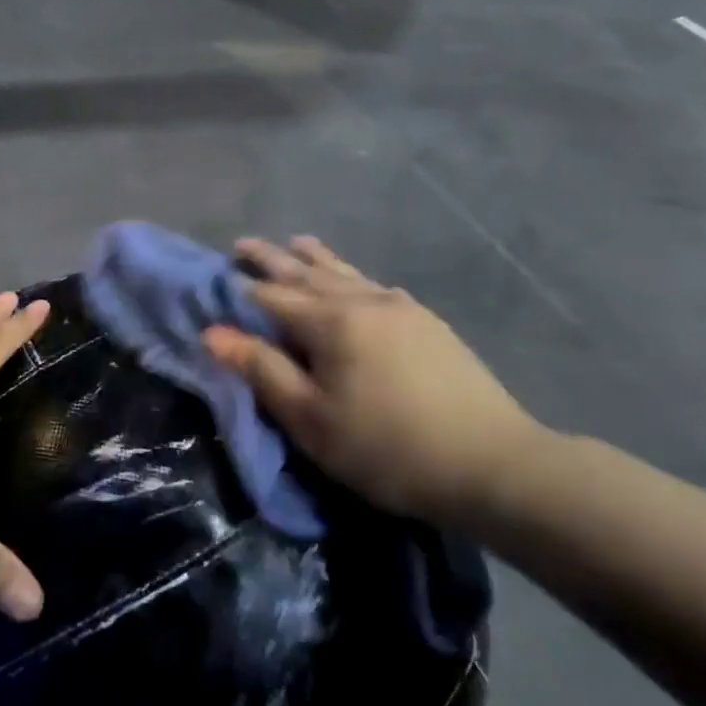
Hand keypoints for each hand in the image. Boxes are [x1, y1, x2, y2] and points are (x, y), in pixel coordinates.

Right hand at [202, 236, 550, 524]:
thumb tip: (213, 333)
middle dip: (272, 259)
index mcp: (330, 321)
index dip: (240, 289)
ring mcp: (400, 308)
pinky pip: (375, 285)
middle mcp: (363, 301)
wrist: (491, 463)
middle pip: (306, 273)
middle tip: (243, 243)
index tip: (215, 278)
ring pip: (346, 272)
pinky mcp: (427, 323)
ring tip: (296, 243)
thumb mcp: (311, 418)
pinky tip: (355, 279)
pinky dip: (352, 275)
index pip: (271, 297)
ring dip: (314, 258)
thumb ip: (262, 370)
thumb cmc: (386, 447)